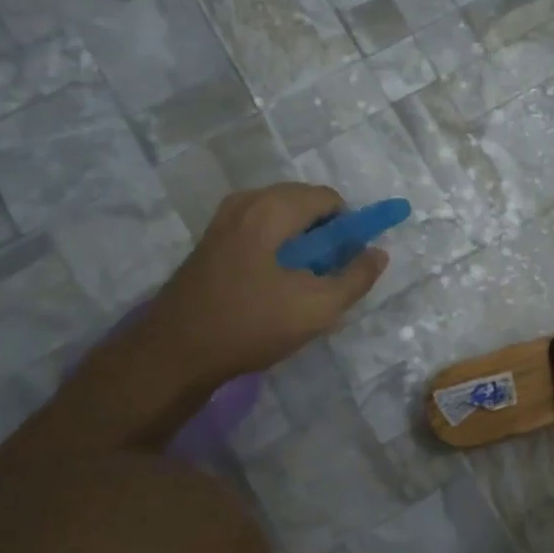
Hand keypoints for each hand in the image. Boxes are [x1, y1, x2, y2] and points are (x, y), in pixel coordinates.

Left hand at [146, 184, 387, 381]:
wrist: (175, 352)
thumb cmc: (250, 324)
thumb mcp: (318, 308)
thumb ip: (356, 277)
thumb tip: (378, 253)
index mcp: (272, 208)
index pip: (329, 199)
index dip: (349, 228)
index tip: (348, 264)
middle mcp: (246, 201)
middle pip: (304, 204)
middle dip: (325, 236)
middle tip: (326, 277)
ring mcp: (224, 219)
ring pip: (282, 219)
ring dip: (302, 245)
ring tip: (301, 286)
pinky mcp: (212, 239)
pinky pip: (260, 230)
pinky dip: (278, 248)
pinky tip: (273, 287)